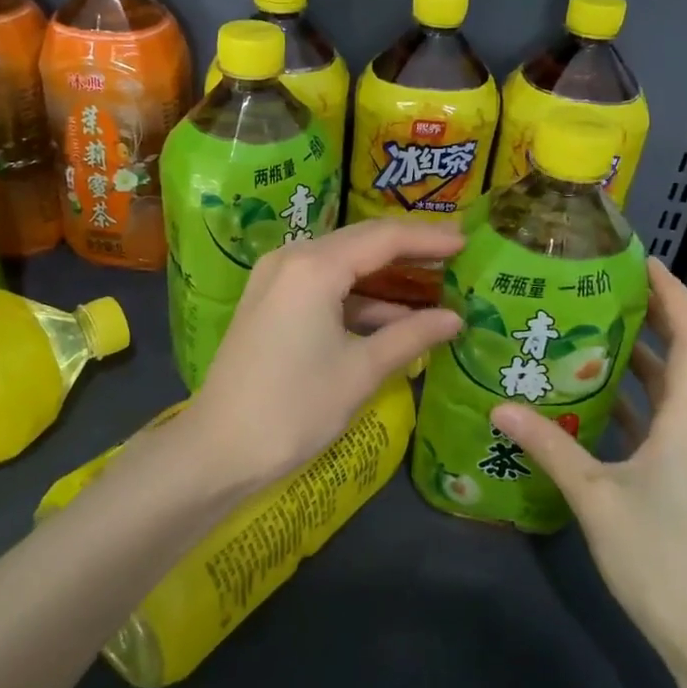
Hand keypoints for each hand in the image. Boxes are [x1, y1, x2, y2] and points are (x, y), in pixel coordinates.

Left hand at [188, 220, 463, 492]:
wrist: (219, 449)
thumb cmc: (295, 407)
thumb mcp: (361, 370)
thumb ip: (411, 335)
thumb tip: (455, 318)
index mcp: (314, 267)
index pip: (383, 238)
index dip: (428, 238)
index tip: (468, 241)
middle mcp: (291, 259)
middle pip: (361, 242)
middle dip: (408, 249)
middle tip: (455, 254)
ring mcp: (274, 279)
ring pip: (341, 265)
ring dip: (384, 277)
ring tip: (433, 284)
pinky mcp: (269, 303)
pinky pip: (322, 286)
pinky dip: (357, 299)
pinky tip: (392, 318)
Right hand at [491, 258, 686, 669]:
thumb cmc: (658, 556)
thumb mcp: (594, 495)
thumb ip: (548, 445)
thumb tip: (500, 405)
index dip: (674, 295)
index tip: (643, 263)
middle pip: (685, 357)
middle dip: (650, 319)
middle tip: (600, 291)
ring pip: (673, 391)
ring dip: (639, 361)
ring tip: (587, 334)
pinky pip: (664, 421)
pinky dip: (634, 400)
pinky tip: (592, 399)